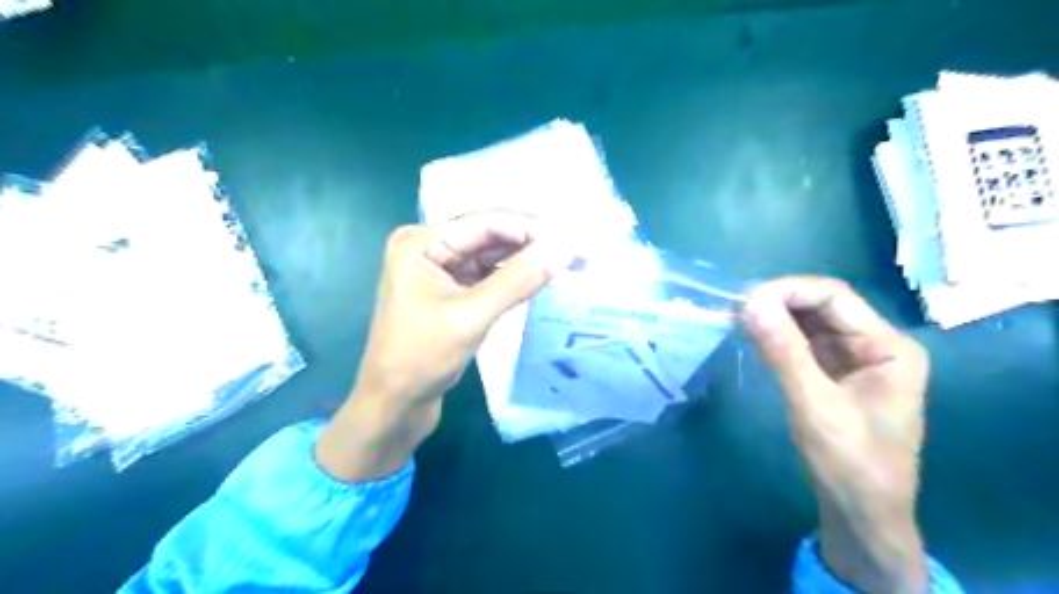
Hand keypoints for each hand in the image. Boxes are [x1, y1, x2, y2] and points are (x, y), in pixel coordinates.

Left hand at [315, 213, 569, 482]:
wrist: (394, 405)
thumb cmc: (422, 359)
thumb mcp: (472, 316)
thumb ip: (519, 279)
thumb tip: (565, 247)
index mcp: (420, 242)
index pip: (486, 223)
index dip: (532, 230)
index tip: (573, 242)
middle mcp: (428, 246)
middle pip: (490, 235)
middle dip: (533, 243)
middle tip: (577, 253)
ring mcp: (439, 268)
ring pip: (492, 255)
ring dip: (527, 259)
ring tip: (568, 264)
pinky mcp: (450, 289)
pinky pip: (488, 274)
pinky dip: (513, 276)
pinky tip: (540, 278)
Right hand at [744, 278, 928, 593]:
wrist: (862, 514)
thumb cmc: (849, 462)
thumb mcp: (814, 405)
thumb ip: (783, 351)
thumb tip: (749, 303)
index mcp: (887, 347)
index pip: (835, 297)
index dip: (788, 290)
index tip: (745, 299)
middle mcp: (875, 345)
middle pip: (823, 306)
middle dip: (779, 302)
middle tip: (735, 308)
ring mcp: (855, 359)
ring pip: (811, 322)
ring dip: (775, 317)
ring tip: (738, 317)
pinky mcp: (835, 373)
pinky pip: (804, 342)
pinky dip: (778, 336)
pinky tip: (754, 335)